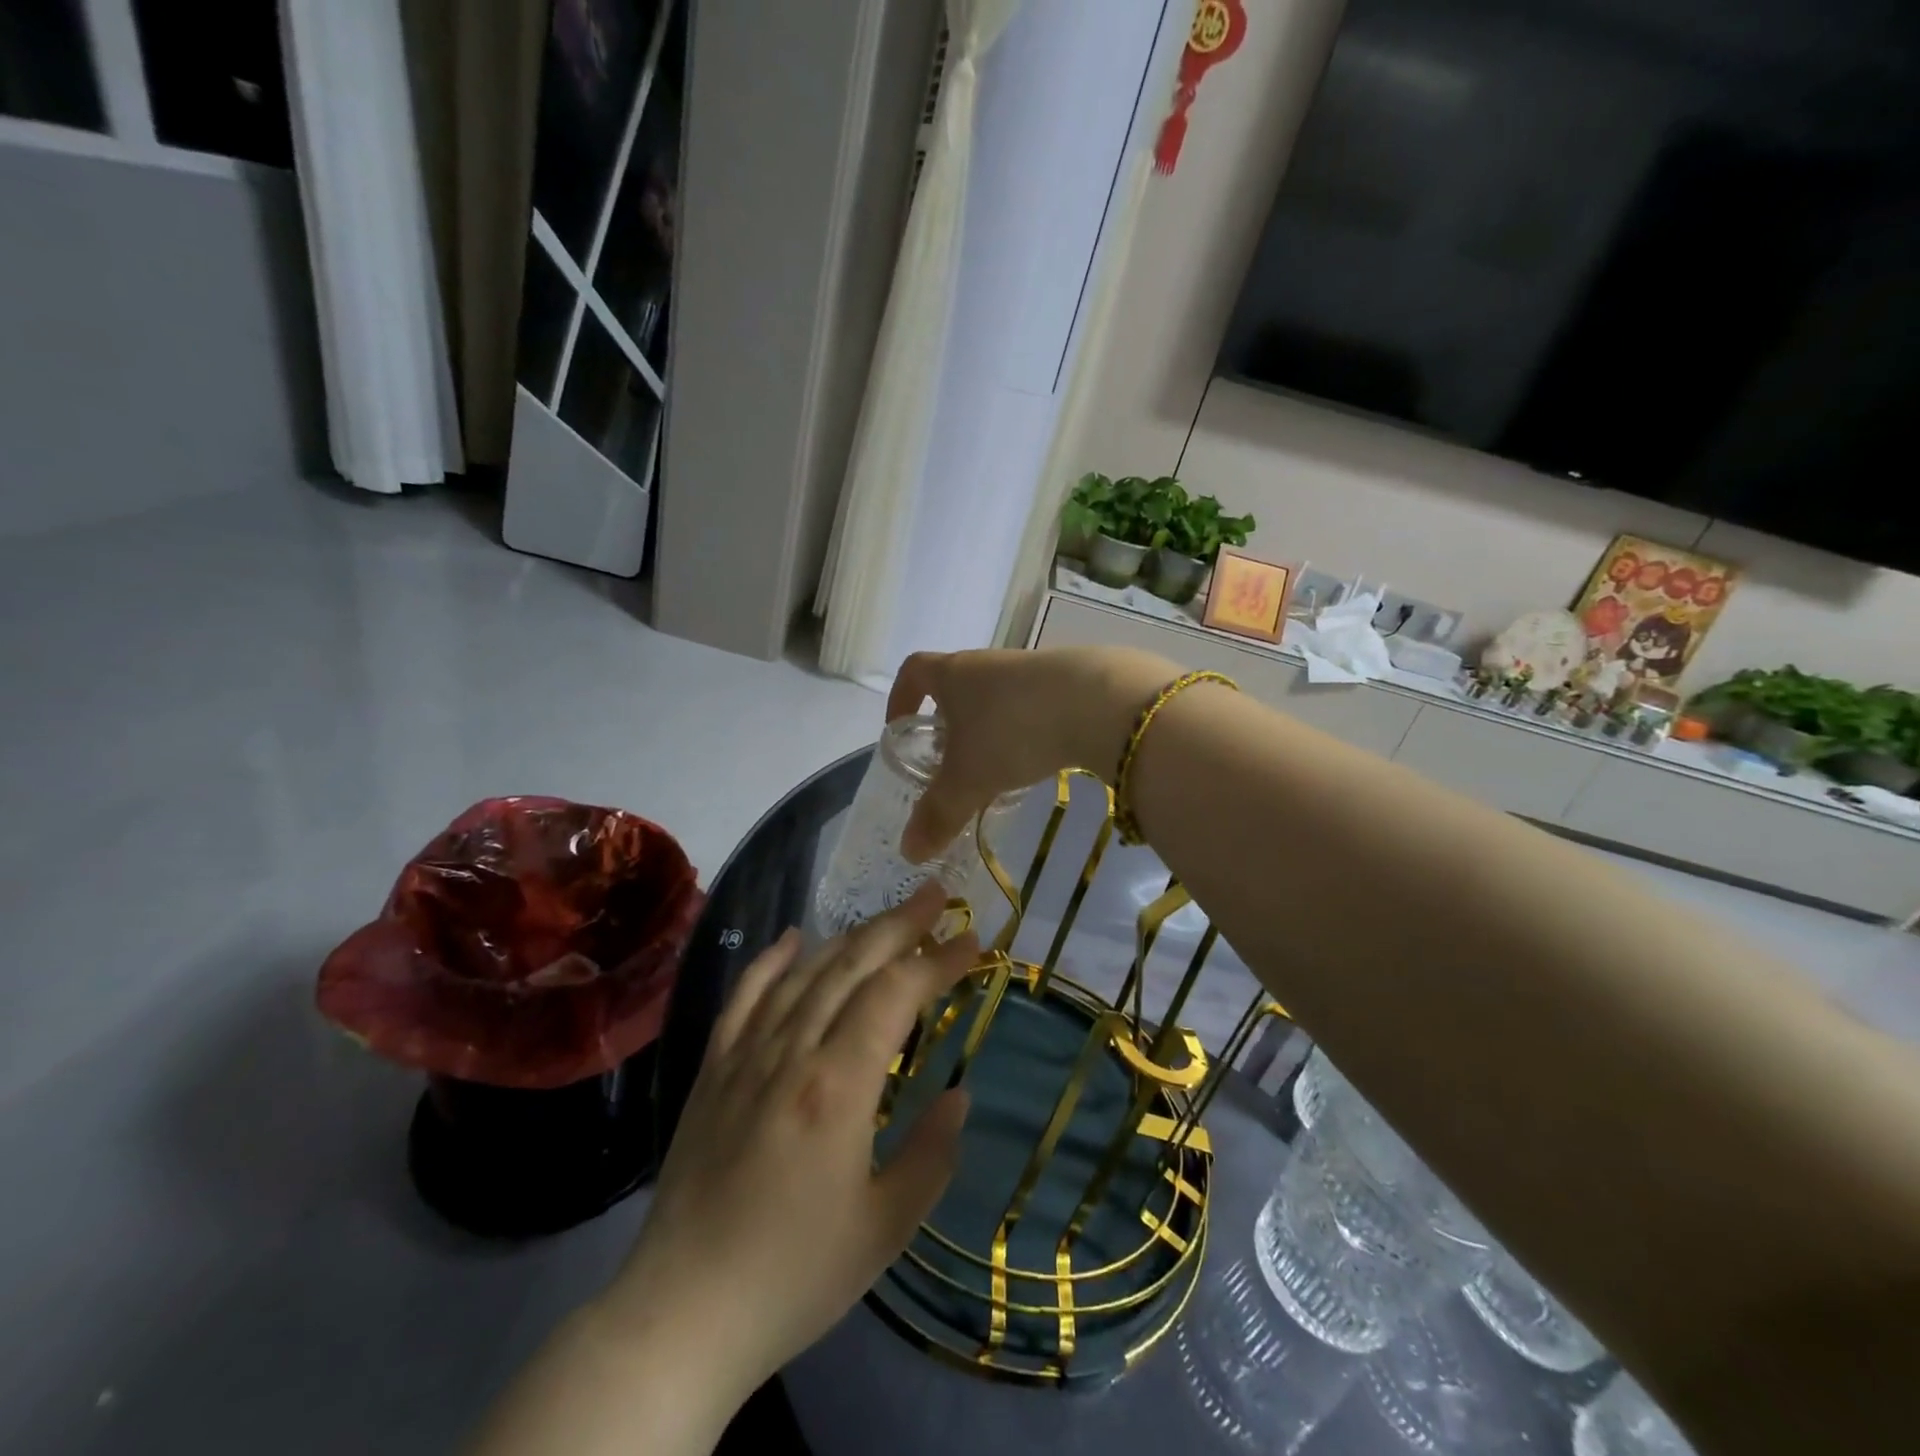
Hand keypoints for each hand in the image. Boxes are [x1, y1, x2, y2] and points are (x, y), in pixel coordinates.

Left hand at [596, 885, 979, 1402]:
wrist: (681, 1314)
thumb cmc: (794, 1276)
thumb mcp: (885, 1228)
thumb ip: (931, 1154)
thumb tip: (958, 1096)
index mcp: (838, 1086)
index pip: (896, 994)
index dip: (938, 961)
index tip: (973, 941)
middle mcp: (791, 1052)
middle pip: (851, 965)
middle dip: (899, 925)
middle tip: (936, 896)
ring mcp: (746, 1055)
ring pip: (805, 973)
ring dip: (850, 936)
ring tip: (886, 918)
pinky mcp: (714, 1069)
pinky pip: (745, 997)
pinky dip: (771, 961)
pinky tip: (793, 938)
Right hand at [886, 646, 1175, 860]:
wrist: (1098, 702)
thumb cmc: (1012, 731)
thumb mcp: (968, 780)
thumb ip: (937, 815)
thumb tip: (908, 852)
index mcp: (954, 673)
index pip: (914, 671)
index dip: (901, 697)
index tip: (899, 726)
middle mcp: (989, 664)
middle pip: (957, 687)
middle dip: (948, 723)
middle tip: (948, 763)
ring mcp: (1031, 670)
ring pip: (997, 699)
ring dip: (989, 730)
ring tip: (994, 770)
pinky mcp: (1070, 682)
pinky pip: (1033, 707)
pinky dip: (1026, 732)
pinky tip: (1037, 761)